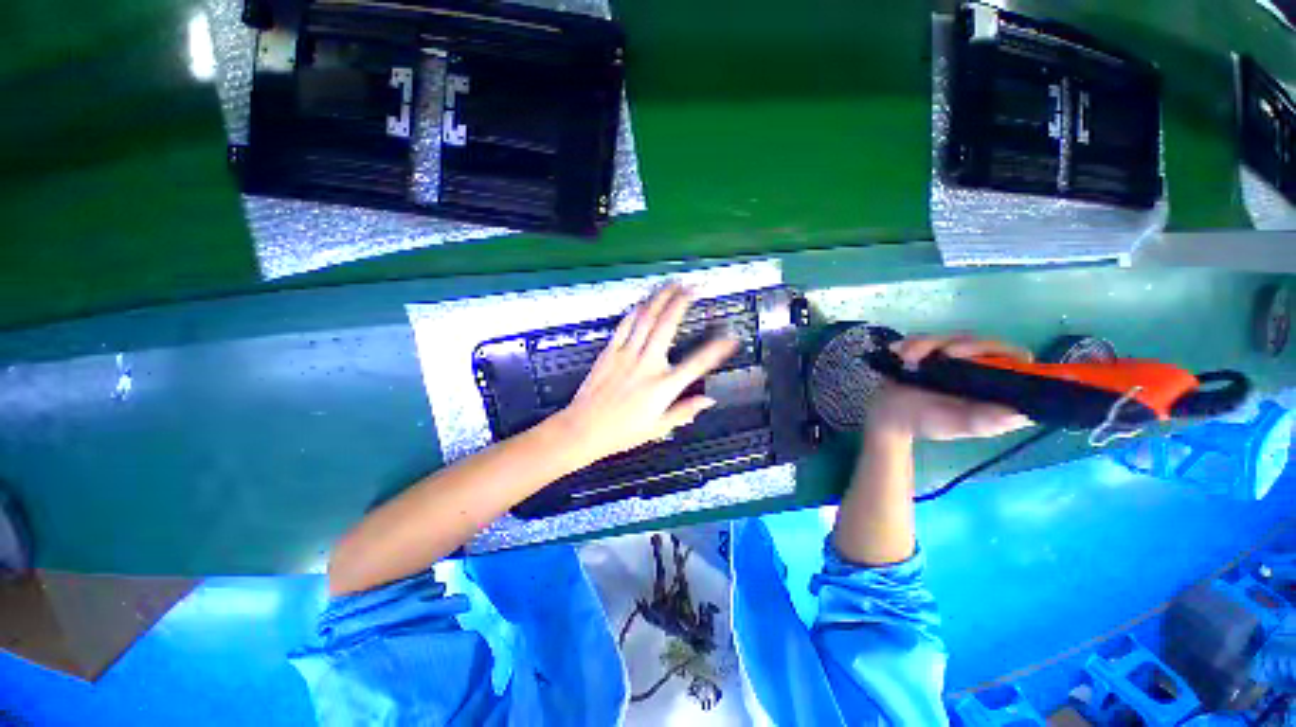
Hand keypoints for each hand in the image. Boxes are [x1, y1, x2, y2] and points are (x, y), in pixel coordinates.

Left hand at [553, 284, 739, 465]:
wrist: (583, 428)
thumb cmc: (621, 432)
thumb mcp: (658, 428)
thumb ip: (685, 411)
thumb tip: (707, 401)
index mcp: (663, 386)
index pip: (697, 363)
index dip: (717, 349)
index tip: (730, 337)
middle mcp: (647, 365)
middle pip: (668, 325)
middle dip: (682, 301)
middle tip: (694, 287)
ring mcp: (627, 355)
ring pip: (646, 318)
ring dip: (661, 298)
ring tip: (672, 284)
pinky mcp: (609, 352)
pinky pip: (624, 325)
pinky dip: (636, 310)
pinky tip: (643, 301)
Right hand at [869, 334, 1033, 440]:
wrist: (886, 414)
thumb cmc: (924, 422)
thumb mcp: (956, 425)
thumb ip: (984, 421)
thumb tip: (1021, 413)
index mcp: (994, 388)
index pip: (1015, 361)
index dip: (1004, 354)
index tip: (980, 358)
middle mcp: (979, 369)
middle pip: (983, 342)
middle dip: (962, 344)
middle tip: (942, 352)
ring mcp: (954, 359)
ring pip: (952, 337)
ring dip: (928, 343)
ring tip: (908, 357)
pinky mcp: (931, 351)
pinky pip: (927, 337)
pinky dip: (913, 343)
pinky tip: (900, 353)